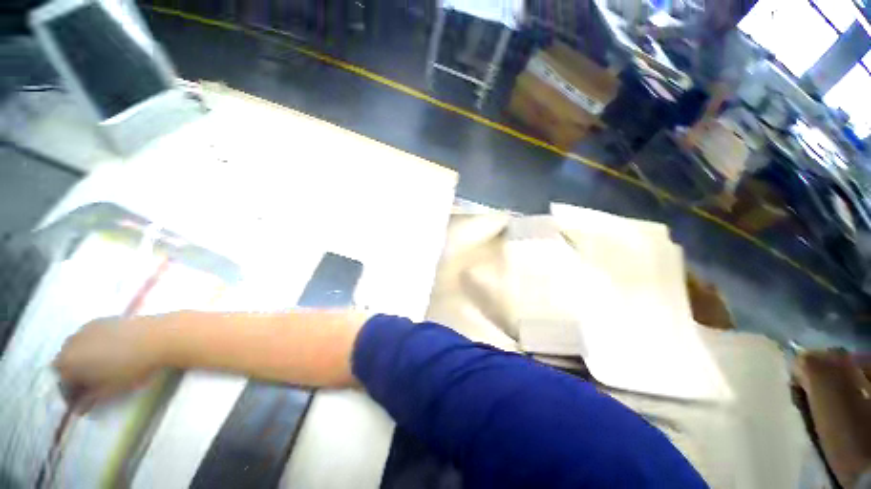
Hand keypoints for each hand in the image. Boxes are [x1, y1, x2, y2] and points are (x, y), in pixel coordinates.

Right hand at [54, 317, 163, 410]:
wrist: (158, 336)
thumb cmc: (132, 367)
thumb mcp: (109, 390)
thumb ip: (90, 398)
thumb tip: (79, 407)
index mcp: (68, 362)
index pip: (62, 381)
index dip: (71, 393)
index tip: (83, 400)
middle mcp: (71, 342)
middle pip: (65, 362)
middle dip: (74, 374)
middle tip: (91, 384)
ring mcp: (86, 328)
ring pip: (76, 347)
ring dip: (83, 358)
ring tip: (101, 368)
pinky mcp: (103, 319)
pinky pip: (90, 335)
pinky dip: (93, 345)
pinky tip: (110, 351)